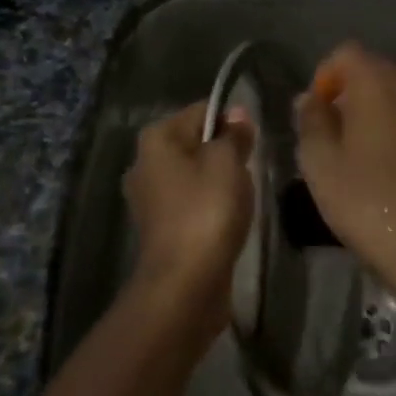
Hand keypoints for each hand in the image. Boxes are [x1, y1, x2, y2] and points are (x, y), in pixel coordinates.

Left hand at [122, 102, 254, 341]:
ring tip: (239, 199)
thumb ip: (234, 134)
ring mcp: (148, 198)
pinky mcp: (159, 228)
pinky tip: (226, 220)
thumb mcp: (228, 162)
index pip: (201, 111)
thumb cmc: (206, 210)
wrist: (184, 284)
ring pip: (194, 174)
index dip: (231, 121)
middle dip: (224, 153)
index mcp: (156, 138)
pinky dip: (208, 207)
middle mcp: (144, 162)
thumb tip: (237, 112)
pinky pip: (190, 202)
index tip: (252, 142)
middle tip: (247, 170)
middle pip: (195, 143)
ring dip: (218, 182)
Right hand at [295, 43, 395, 316]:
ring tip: (382, 162)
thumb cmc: (371, 206)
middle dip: (361, 98)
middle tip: (345, 141)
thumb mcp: (321, 166)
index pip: (346, 54)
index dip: (326, 77)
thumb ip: (311, 122)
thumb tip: (310, 99)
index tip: (318, 114)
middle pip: (384, 75)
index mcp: (381, 82)